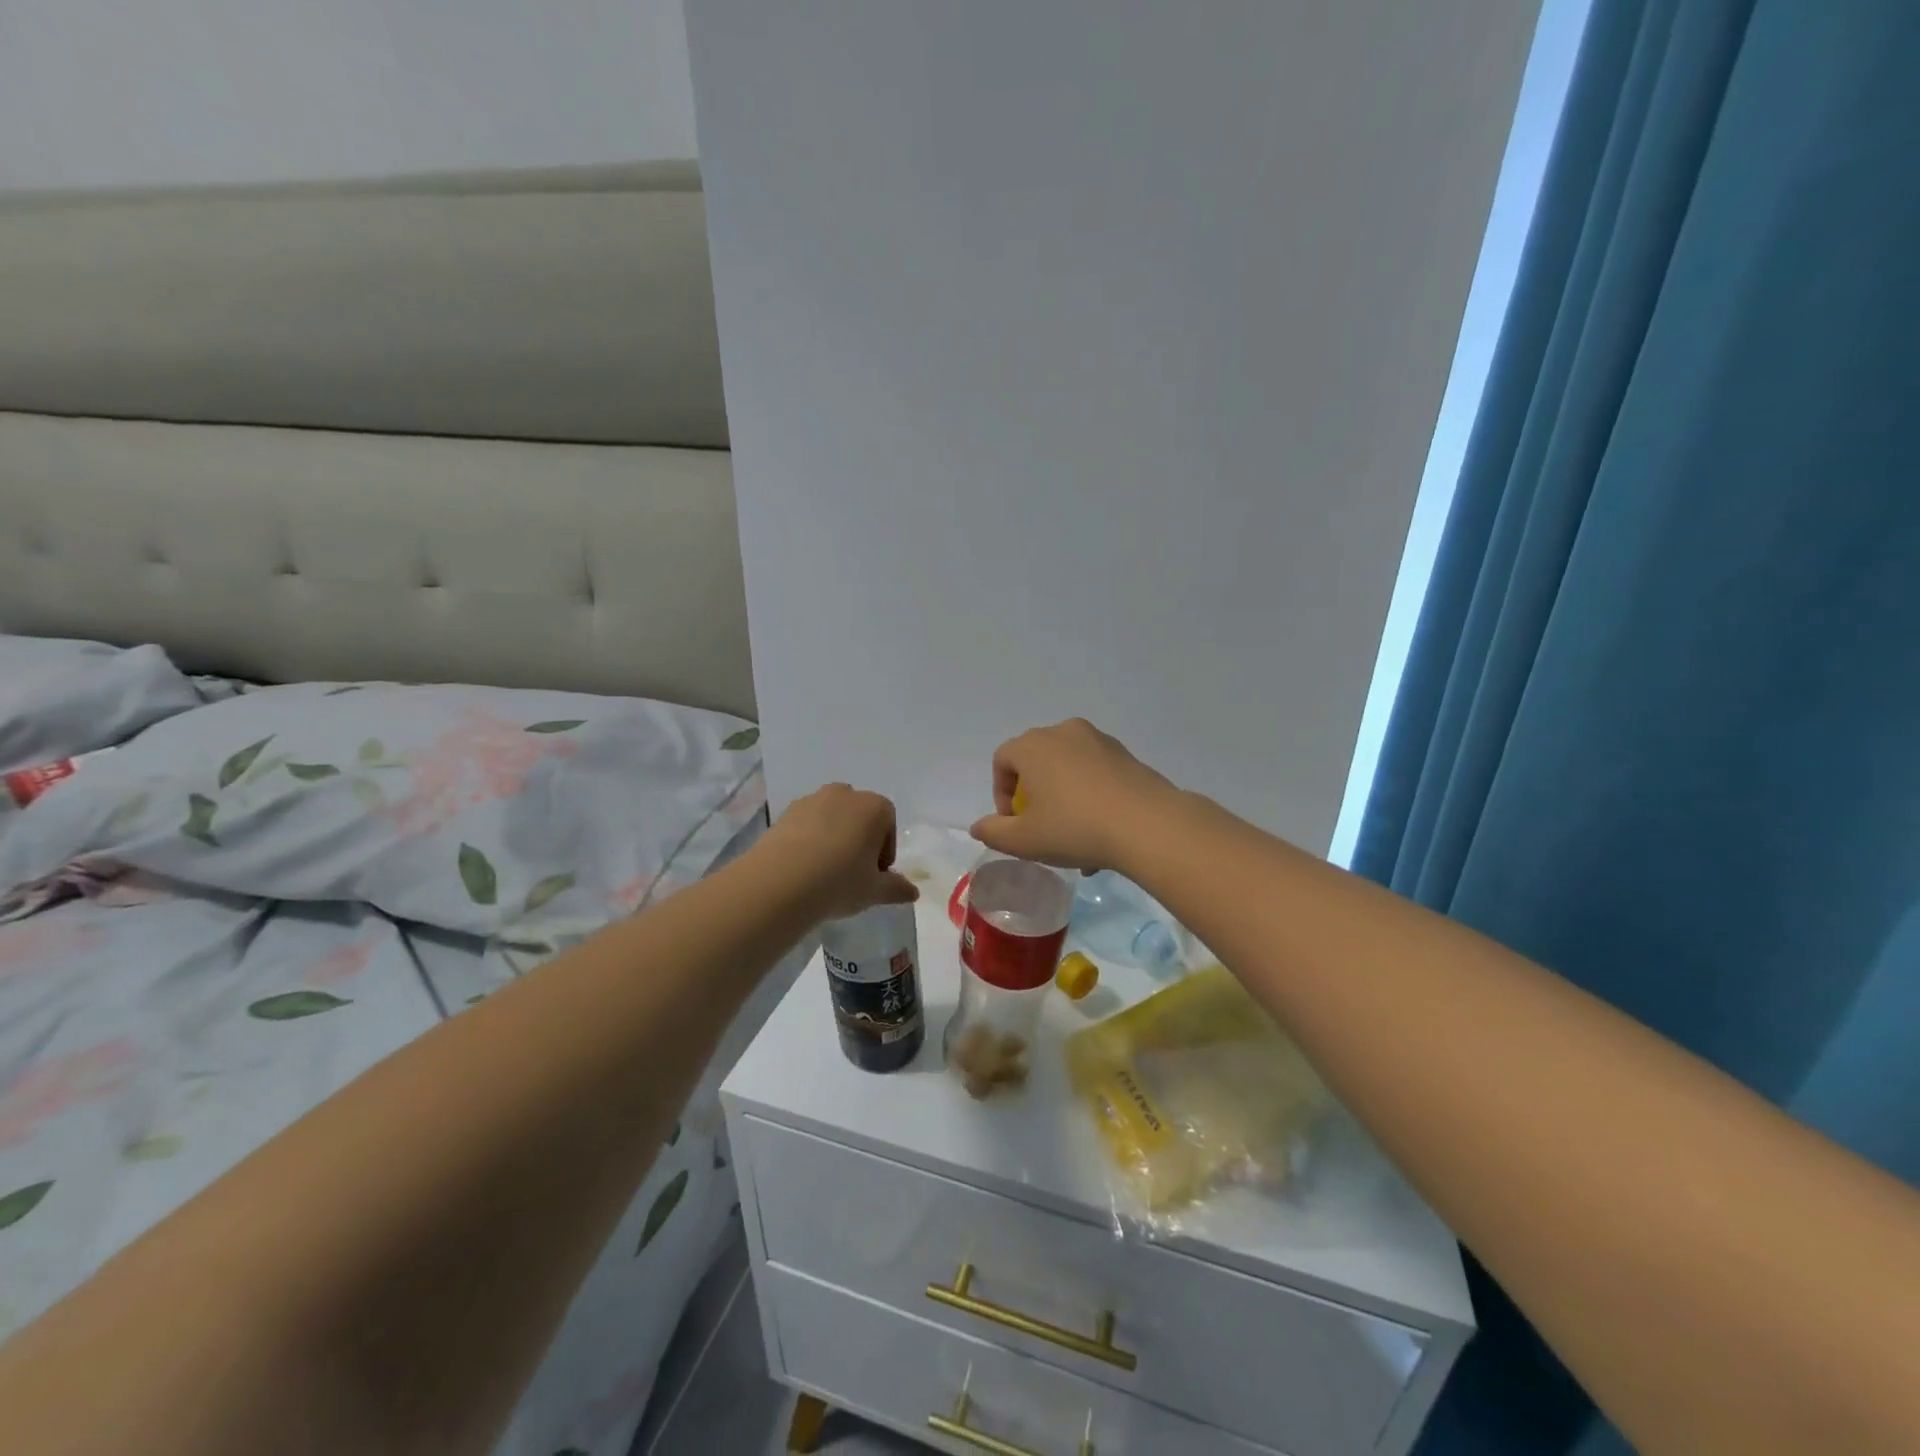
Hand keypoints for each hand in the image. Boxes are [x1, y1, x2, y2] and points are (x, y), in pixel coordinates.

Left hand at [763, 783, 918, 919]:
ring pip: (831, 818)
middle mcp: (845, 794)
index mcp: (874, 807)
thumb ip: (896, 888)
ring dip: (833, 837)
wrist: (780, 882)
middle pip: (859, 815)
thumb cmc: (839, 882)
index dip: (885, 851)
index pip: (888, 823)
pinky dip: (809, 840)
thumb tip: (913, 892)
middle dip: (859, 839)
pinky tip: (804, 868)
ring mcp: (812, 800)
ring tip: (825, 872)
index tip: (876, 875)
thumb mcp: (874, 891)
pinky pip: (806, 825)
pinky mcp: (785, 812)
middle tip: (852, 872)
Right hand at [969, 718, 1180, 873]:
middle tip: (1040, 828)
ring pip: (1067, 769)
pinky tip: (1100, 832)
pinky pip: (1094, 772)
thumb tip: (979, 826)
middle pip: (1035, 761)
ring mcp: (1098, 740)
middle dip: (1033, 795)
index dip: (1001, 793)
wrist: (1146, 825)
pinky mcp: (1125, 754)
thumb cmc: (1074, 828)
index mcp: (1033, 745)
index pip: (1002, 760)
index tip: (1014, 823)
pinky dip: (1089, 796)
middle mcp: (1064, 732)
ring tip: (1073, 838)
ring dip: (1062, 798)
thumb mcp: (1024, 840)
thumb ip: (993, 832)